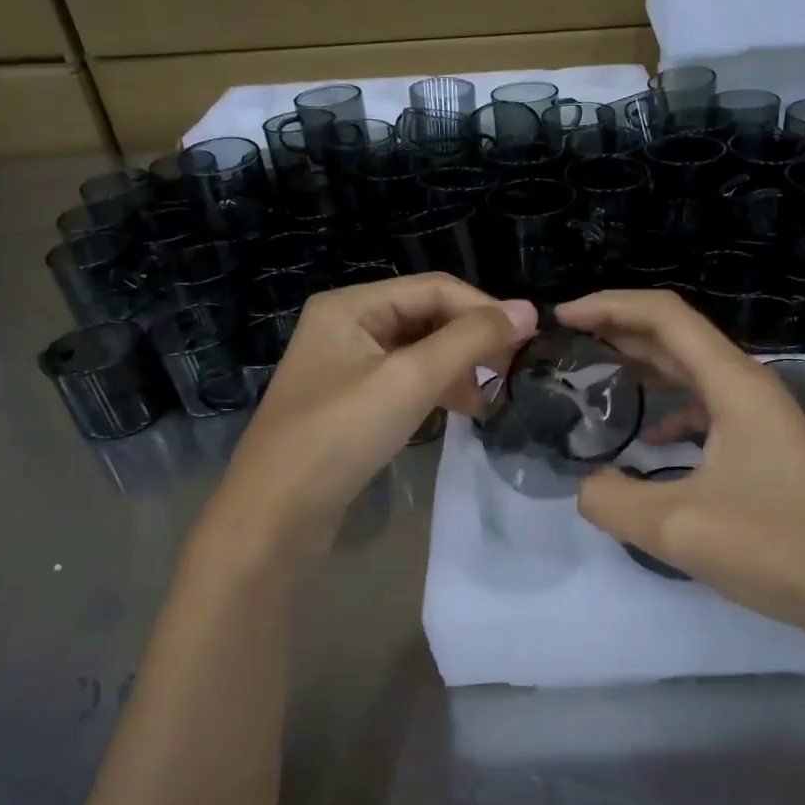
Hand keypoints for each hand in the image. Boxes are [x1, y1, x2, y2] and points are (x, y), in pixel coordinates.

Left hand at [217, 275, 536, 546]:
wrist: (274, 516)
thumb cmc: (339, 436)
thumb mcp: (410, 380)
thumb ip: (471, 341)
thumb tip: (529, 310)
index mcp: (352, 305)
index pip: (435, 288)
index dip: (485, 308)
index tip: (531, 338)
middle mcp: (347, 326)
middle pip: (427, 317)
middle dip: (473, 340)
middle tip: (515, 370)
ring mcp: (347, 366)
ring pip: (420, 351)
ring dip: (460, 368)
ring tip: (496, 396)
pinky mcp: (352, 404)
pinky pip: (406, 382)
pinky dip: (438, 390)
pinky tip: (465, 412)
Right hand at [557, 289, 804, 638]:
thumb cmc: (774, 546)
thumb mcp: (675, 527)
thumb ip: (611, 500)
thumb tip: (588, 486)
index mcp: (732, 383)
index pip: (663, 316)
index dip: (609, 307)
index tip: (562, 318)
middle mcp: (748, 386)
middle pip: (677, 336)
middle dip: (620, 330)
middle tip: (569, 344)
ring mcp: (762, 416)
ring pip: (694, 372)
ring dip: (645, 367)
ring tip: (599, 378)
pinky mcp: (766, 446)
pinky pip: (709, 408)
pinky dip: (672, 411)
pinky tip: (650, 441)